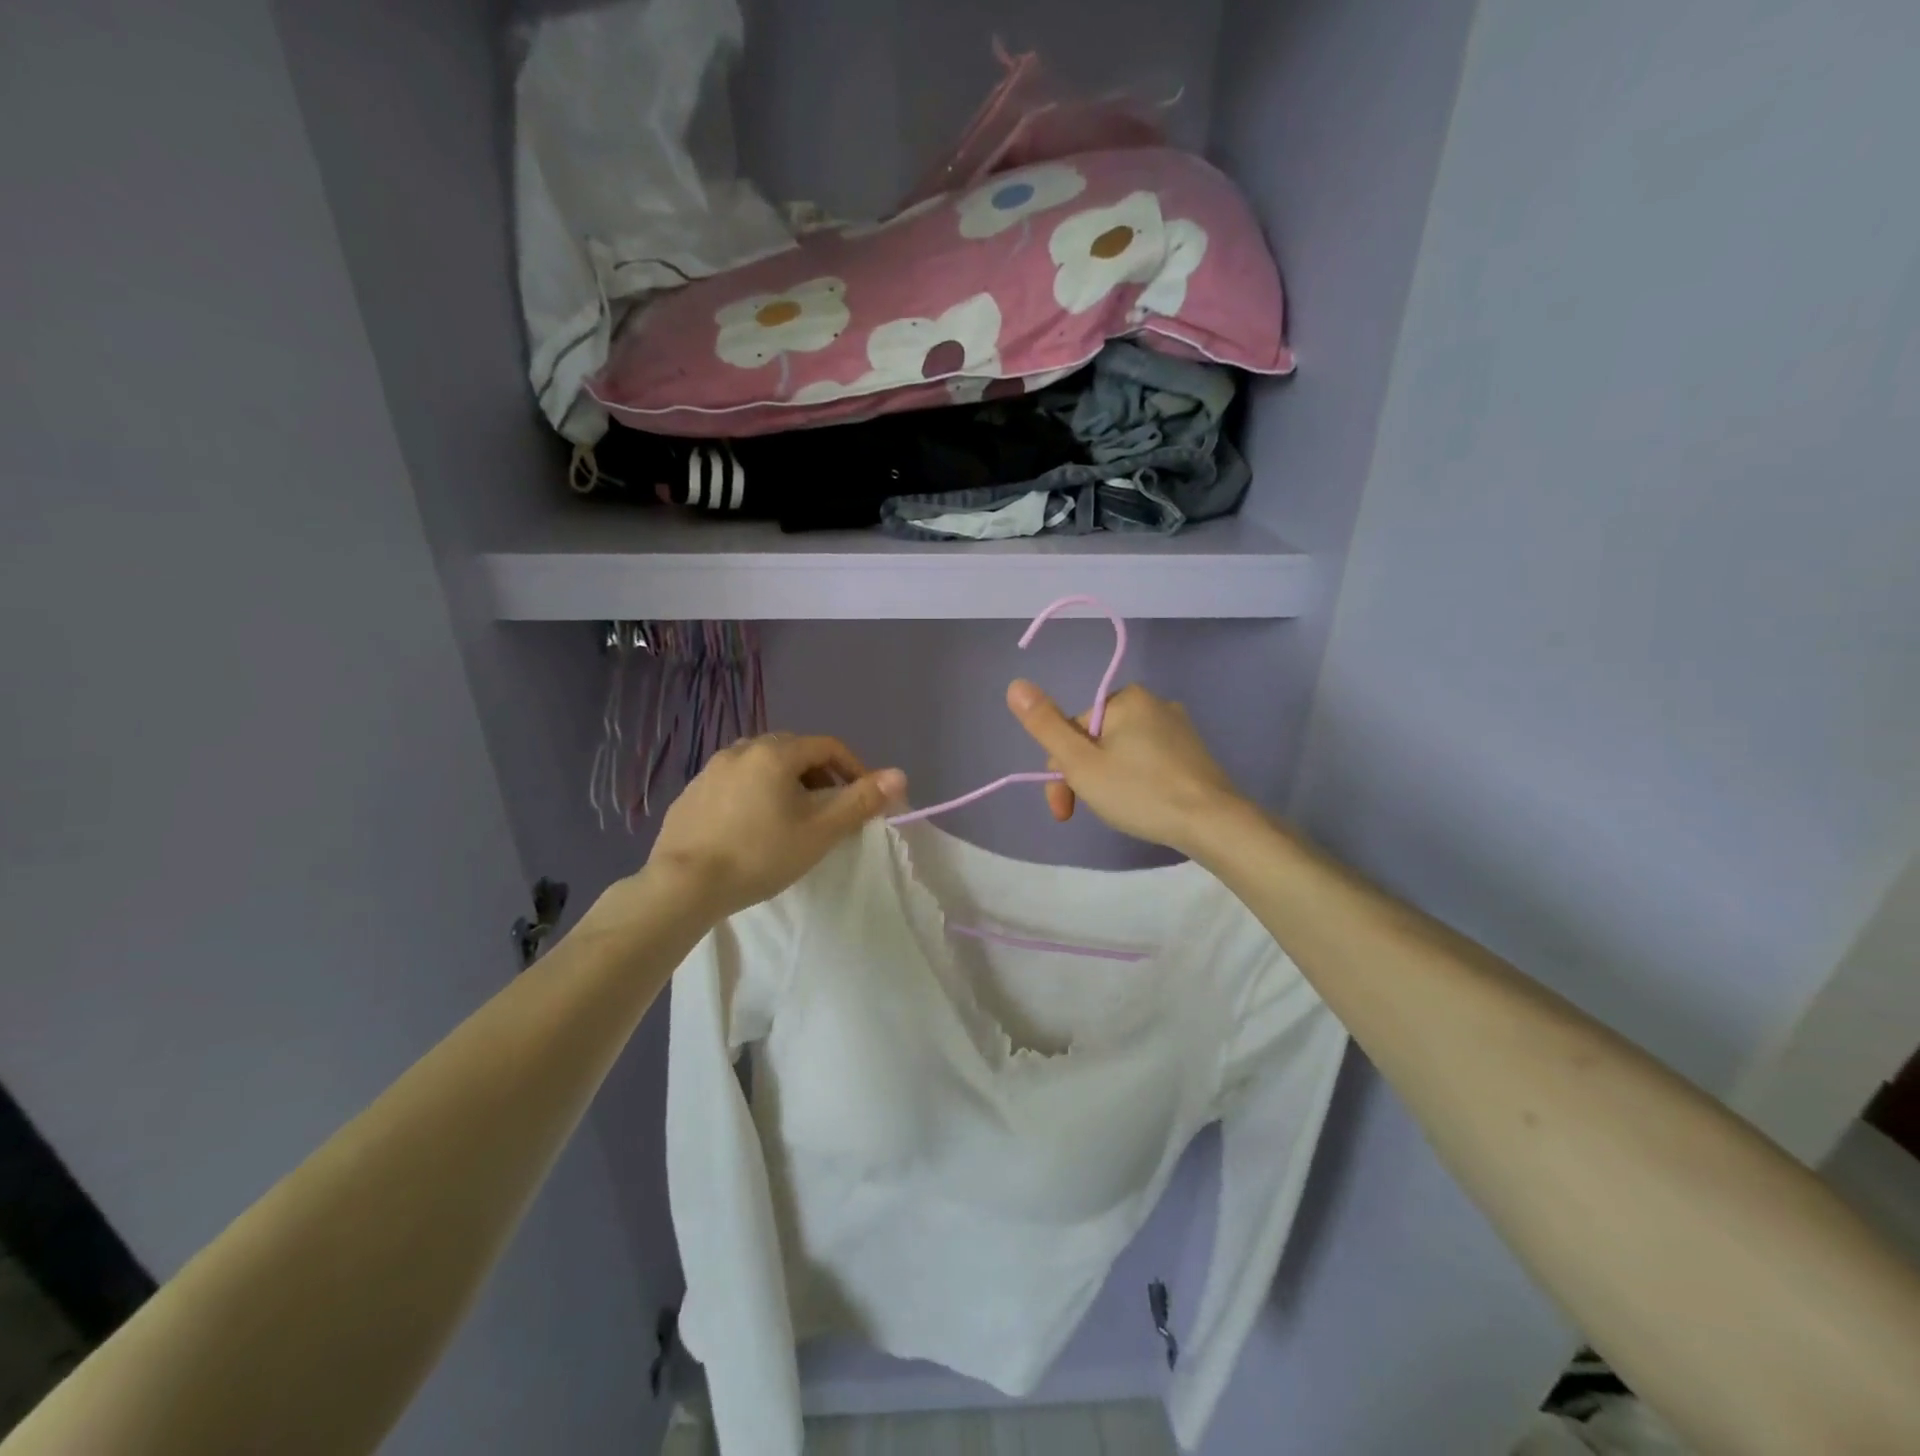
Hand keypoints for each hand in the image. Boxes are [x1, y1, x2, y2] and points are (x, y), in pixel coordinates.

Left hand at [643, 733, 905, 919]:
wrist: (683, 885)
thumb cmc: (760, 855)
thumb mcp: (819, 832)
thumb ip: (860, 801)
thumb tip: (900, 775)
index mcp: (776, 753)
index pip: (828, 746)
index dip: (853, 768)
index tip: (862, 797)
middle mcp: (742, 749)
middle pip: (794, 751)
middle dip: (819, 774)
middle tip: (829, 808)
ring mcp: (712, 769)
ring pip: (761, 764)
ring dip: (785, 781)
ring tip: (790, 816)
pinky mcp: (691, 792)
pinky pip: (734, 781)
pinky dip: (753, 792)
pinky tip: (751, 826)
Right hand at [1007, 680, 1244, 856]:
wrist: (1214, 823)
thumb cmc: (1140, 791)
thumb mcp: (1081, 763)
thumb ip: (1045, 726)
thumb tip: (1015, 684)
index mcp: (1126, 699)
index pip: (1073, 730)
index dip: (1060, 771)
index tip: (1065, 809)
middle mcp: (1154, 703)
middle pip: (1097, 740)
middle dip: (1084, 776)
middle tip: (1087, 812)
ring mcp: (1178, 727)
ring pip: (1122, 752)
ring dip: (1108, 780)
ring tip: (1119, 812)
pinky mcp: (1193, 752)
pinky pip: (1149, 761)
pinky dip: (1137, 781)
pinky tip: (1144, 806)